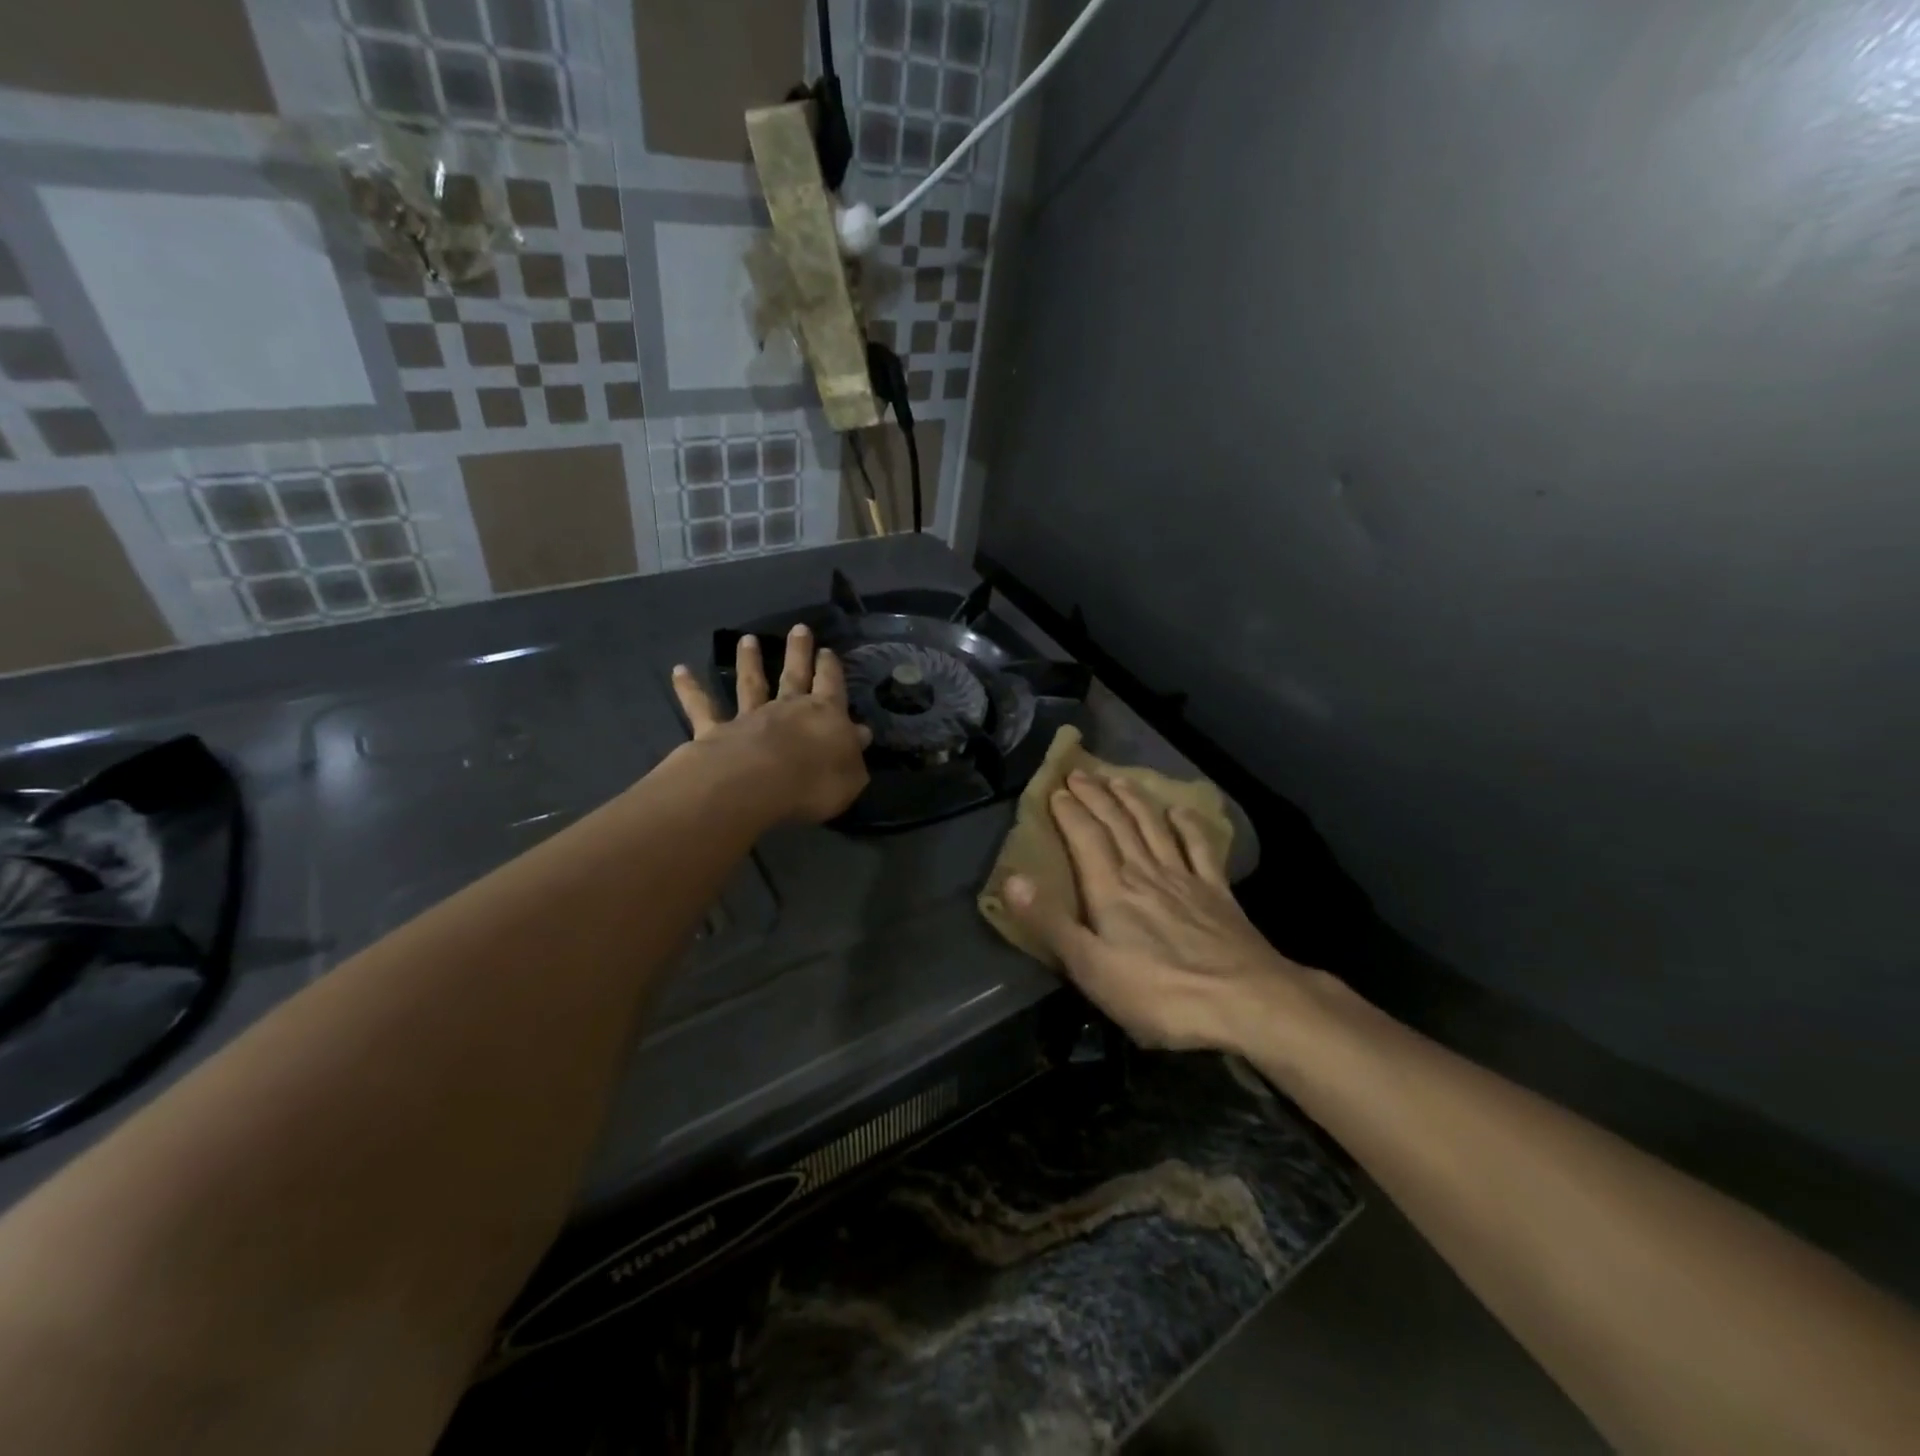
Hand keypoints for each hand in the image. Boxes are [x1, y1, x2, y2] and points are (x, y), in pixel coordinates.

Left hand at [672, 624, 871, 824]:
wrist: (758, 784)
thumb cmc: (814, 782)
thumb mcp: (850, 775)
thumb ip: (853, 754)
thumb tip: (860, 734)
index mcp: (824, 715)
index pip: (831, 686)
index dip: (831, 669)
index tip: (828, 651)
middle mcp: (787, 708)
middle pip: (794, 674)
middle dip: (798, 651)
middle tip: (799, 628)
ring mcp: (749, 717)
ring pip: (751, 684)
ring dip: (749, 661)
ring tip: (747, 639)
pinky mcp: (716, 731)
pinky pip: (702, 707)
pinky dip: (690, 689)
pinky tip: (679, 670)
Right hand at [1005, 772, 1312, 1051]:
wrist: (1246, 1001)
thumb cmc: (1160, 992)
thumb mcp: (1092, 968)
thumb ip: (1051, 922)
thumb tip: (1012, 879)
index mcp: (1112, 890)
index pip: (1085, 838)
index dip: (1069, 812)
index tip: (1055, 789)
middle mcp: (1145, 873)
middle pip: (1117, 824)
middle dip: (1096, 796)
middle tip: (1080, 773)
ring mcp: (1185, 879)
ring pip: (1153, 827)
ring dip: (1134, 801)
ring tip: (1119, 779)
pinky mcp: (1218, 893)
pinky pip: (1200, 848)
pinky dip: (1188, 826)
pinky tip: (1181, 812)